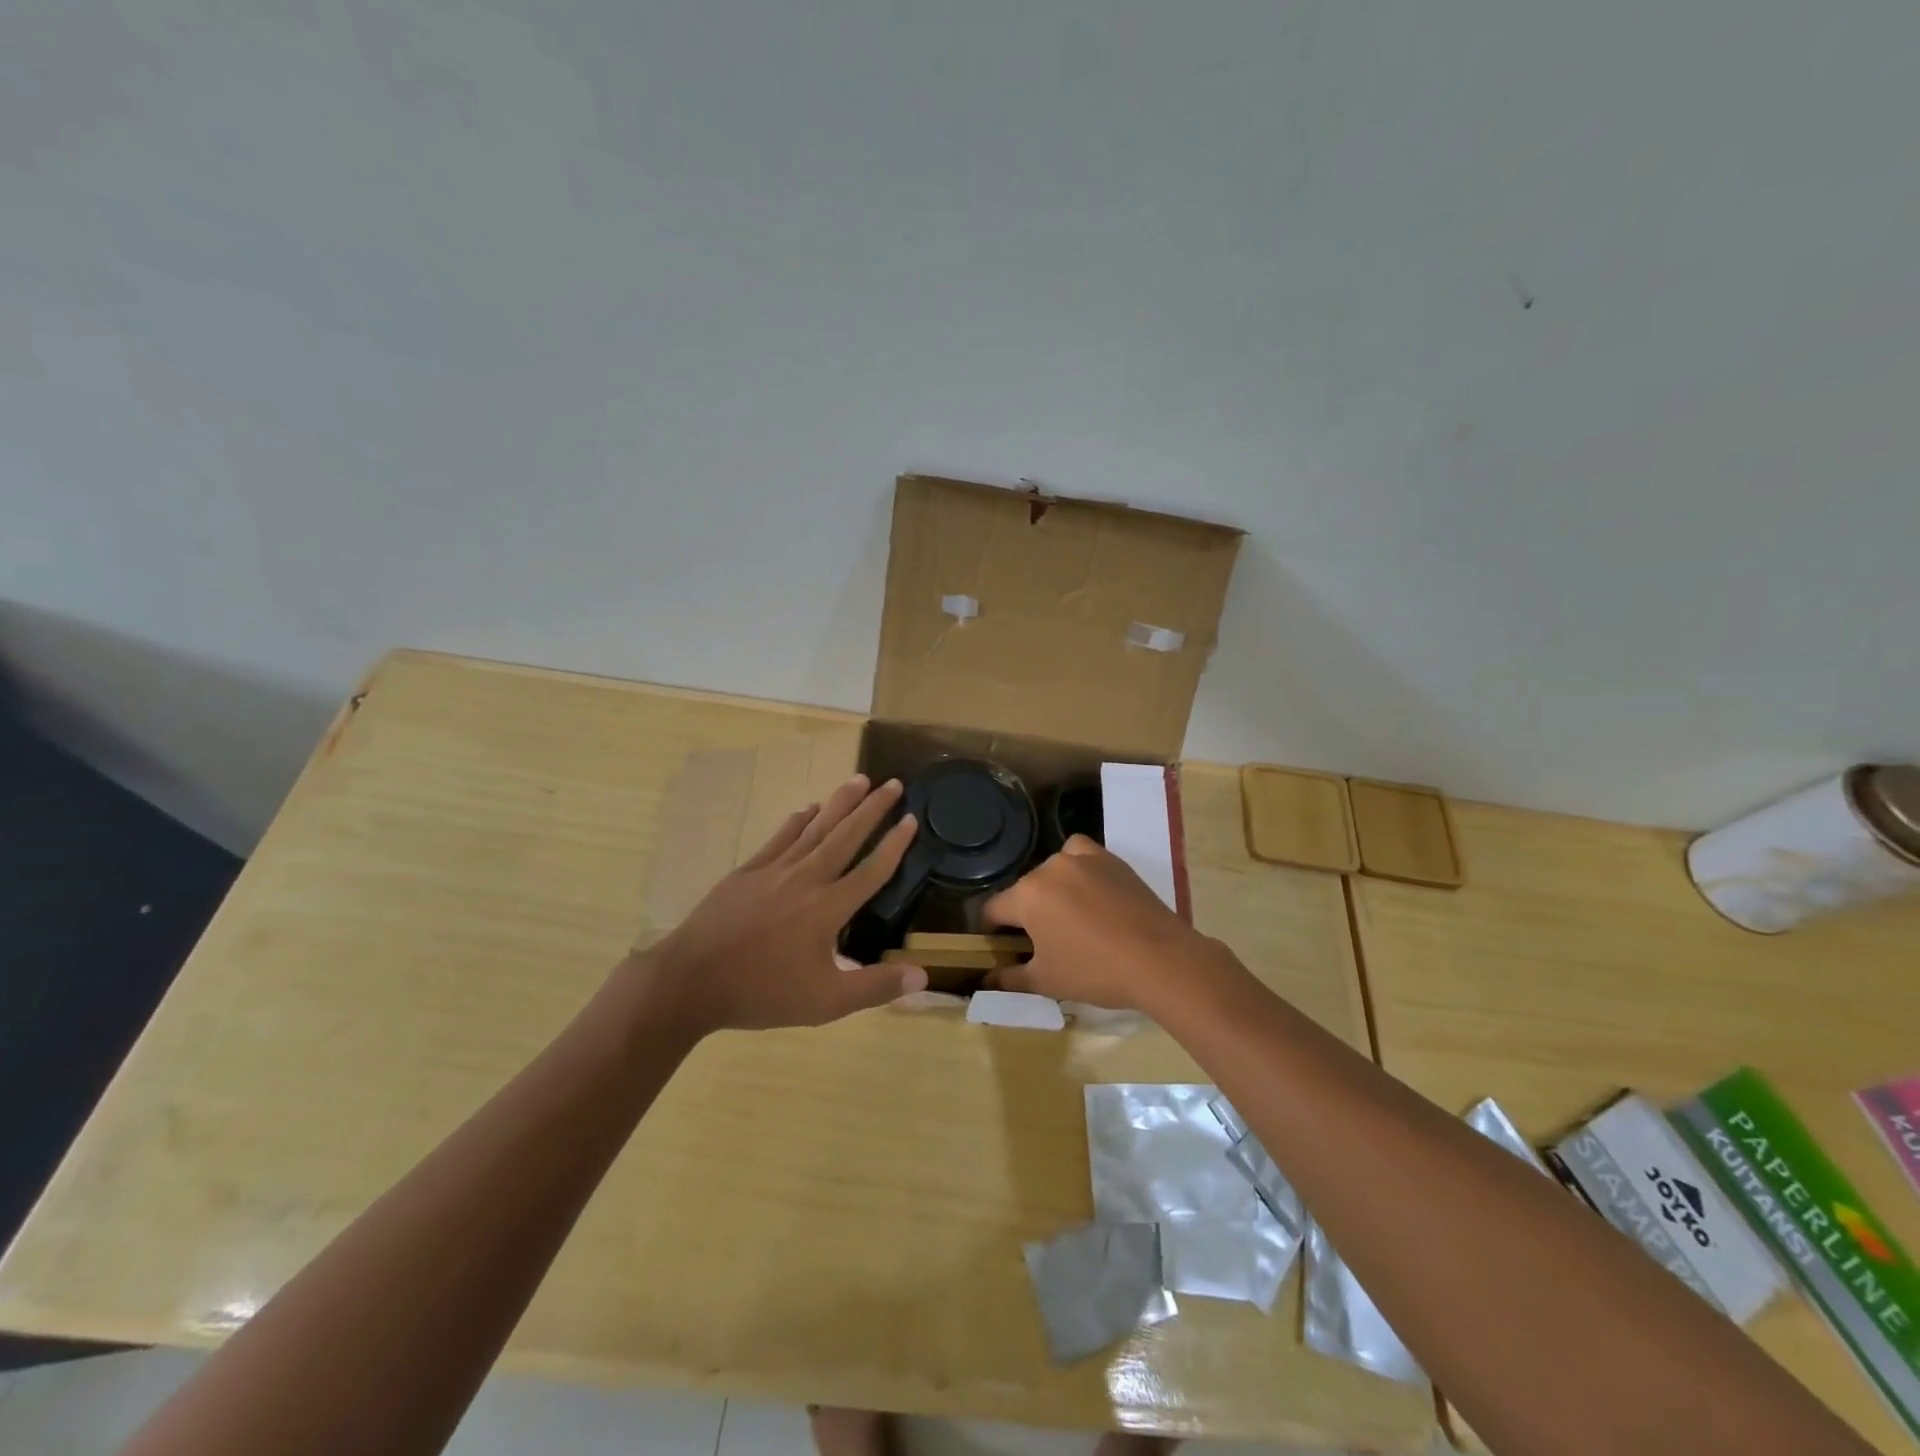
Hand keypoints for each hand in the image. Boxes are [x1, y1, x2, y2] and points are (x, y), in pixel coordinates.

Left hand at [639, 775, 928, 1034]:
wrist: (690, 981)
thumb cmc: (762, 993)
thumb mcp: (826, 1002)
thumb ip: (875, 986)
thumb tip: (923, 975)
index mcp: (828, 908)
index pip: (871, 870)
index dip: (895, 844)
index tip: (912, 818)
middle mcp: (806, 879)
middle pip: (846, 836)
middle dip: (872, 808)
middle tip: (893, 783)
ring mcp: (774, 871)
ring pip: (815, 828)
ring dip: (839, 803)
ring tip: (859, 779)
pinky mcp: (748, 872)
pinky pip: (780, 838)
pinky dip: (797, 821)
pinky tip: (807, 808)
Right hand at [983, 836, 1232, 1012]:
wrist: (1159, 960)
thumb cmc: (1095, 972)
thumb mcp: (1046, 981)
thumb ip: (1010, 978)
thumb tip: (987, 979)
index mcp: (1027, 895)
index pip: (993, 909)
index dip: (991, 931)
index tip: (1001, 947)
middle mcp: (1050, 868)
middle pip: (1024, 890)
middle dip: (1026, 913)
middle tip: (1042, 942)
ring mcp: (1082, 859)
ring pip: (1052, 870)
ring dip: (1052, 889)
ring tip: (1069, 917)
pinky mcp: (1110, 859)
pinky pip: (1082, 855)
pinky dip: (1079, 868)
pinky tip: (1090, 892)